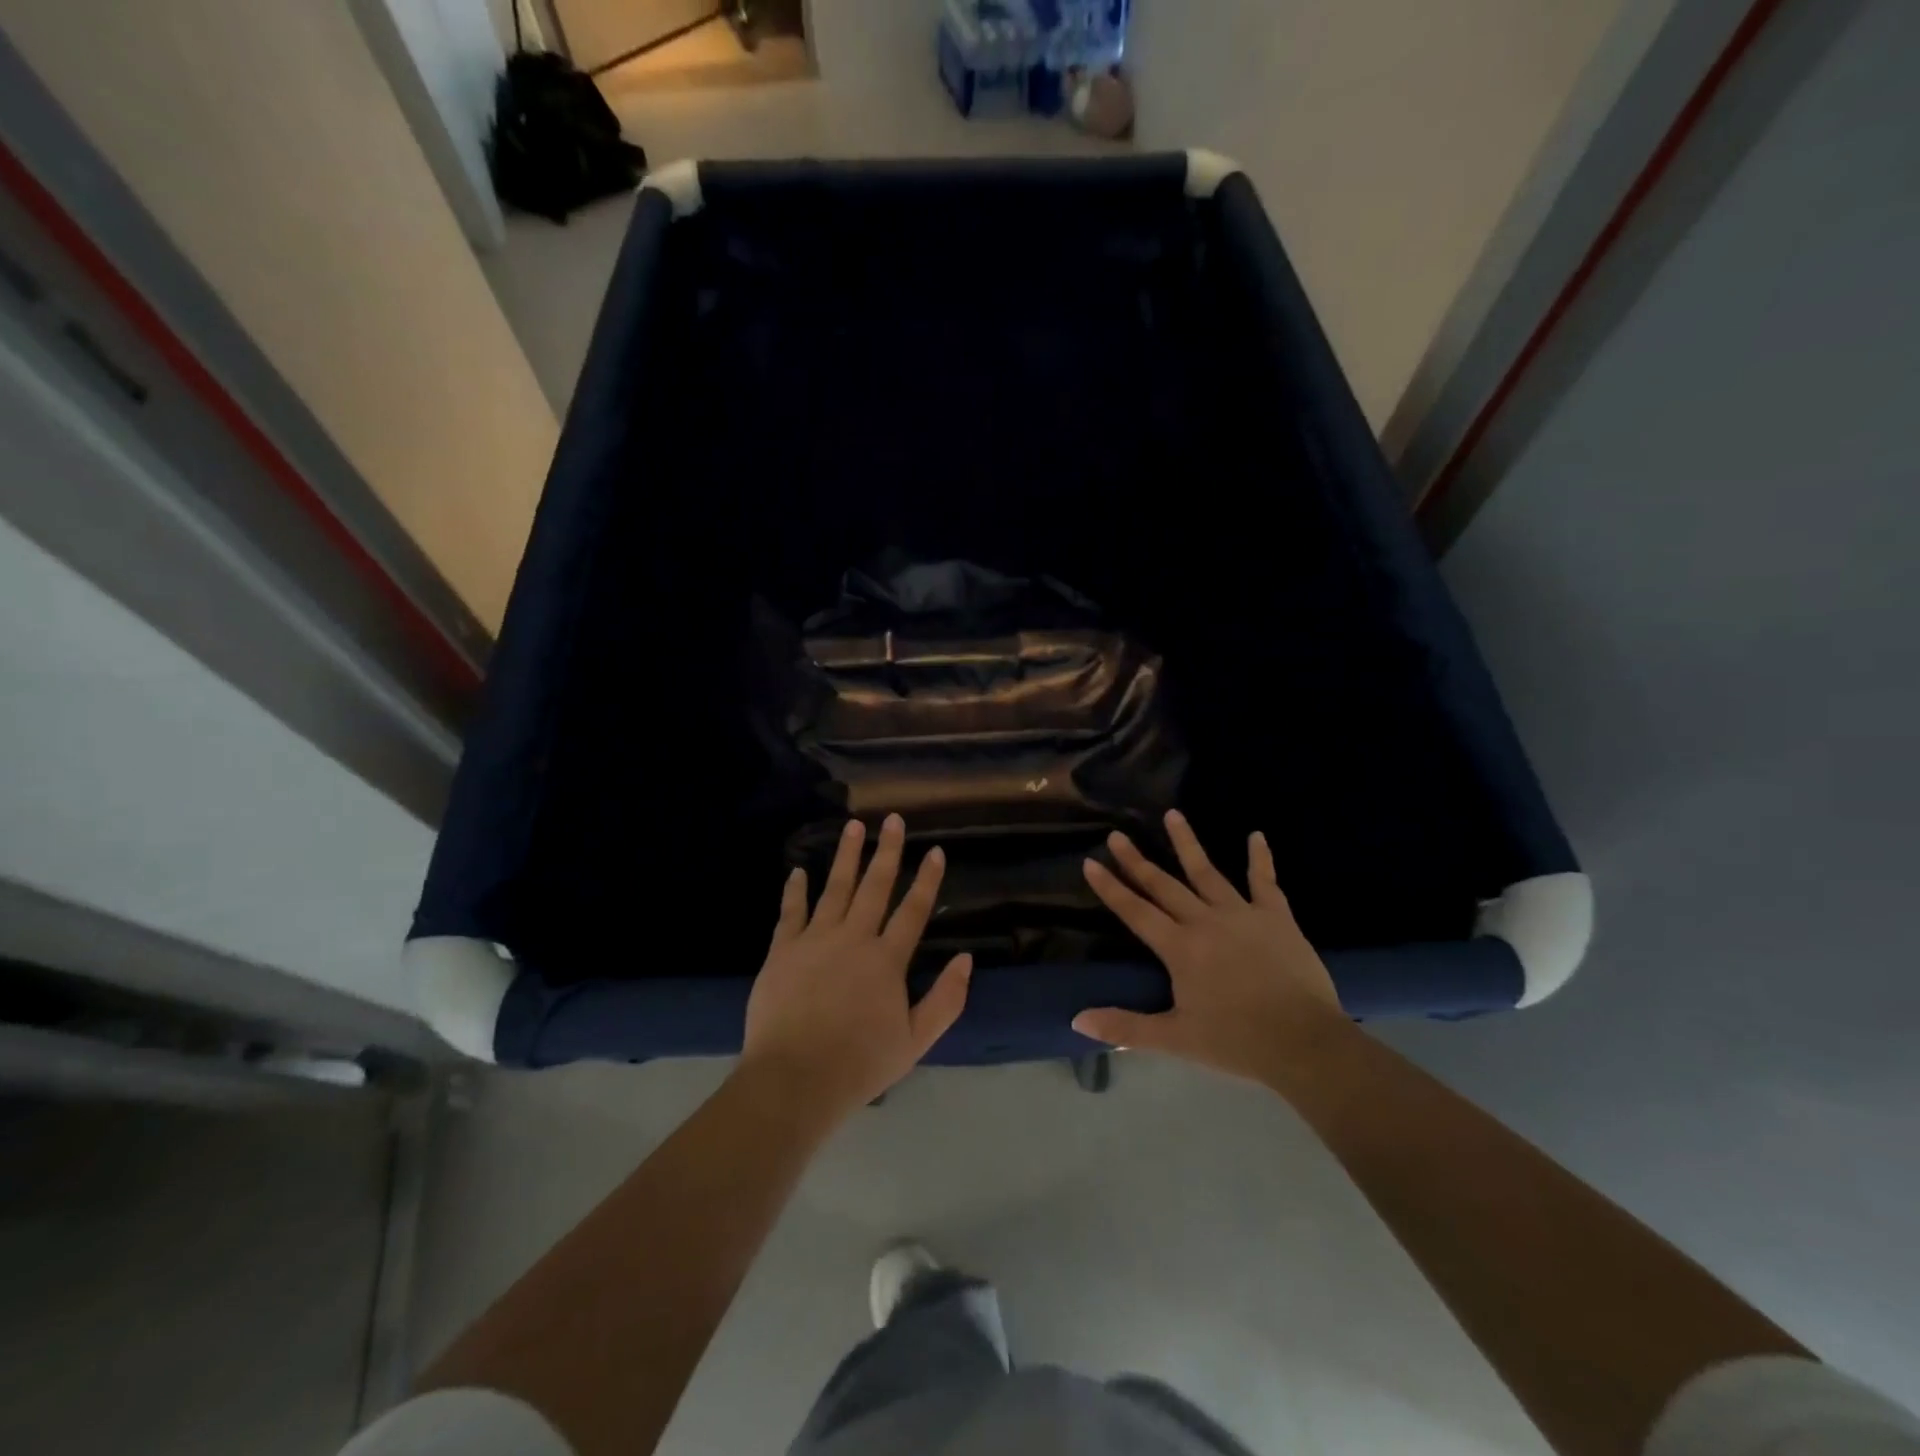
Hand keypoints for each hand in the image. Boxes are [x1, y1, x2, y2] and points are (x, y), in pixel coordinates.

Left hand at [740, 814, 971, 1122]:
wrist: (794, 1080)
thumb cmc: (860, 1064)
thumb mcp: (916, 1042)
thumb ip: (945, 999)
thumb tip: (966, 959)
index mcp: (887, 960)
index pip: (913, 911)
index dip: (927, 880)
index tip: (936, 851)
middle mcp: (854, 938)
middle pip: (875, 886)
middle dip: (887, 851)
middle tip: (893, 819)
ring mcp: (815, 940)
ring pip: (835, 888)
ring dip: (846, 856)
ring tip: (853, 826)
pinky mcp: (783, 950)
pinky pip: (791, 912)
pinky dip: (795, 890)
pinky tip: (798, 871)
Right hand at [1073, 809, 1350, 1085]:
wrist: (1304, 1042)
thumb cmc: (1237, 1041)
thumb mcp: (1175, 1039)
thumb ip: (1126, 1028)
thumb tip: (1077, 1021)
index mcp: (1179, 948)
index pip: (1135, 912)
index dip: (1111, 888)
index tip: (1091, 862)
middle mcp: (1205, 921)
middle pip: (1164, 885)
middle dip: (1137, 860)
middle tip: (1117, 834)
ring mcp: (1242, 914)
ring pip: (1207, 872)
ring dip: (1187, 843)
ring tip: (1172, 814)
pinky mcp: (1276, 917)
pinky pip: (1265, 881)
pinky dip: (1260, 858)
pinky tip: (1256, 835)